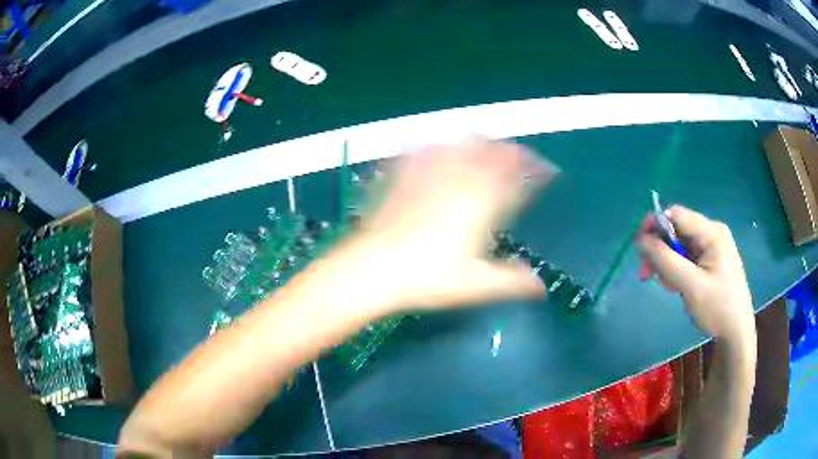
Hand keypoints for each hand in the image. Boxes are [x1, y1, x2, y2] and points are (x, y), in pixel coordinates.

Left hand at [327, 139, 558, 313]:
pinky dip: (437, 147)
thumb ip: (512, 282)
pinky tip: (437, 147)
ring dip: (478, 144)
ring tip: (485, 146)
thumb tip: (540, 287)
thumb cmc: (428, 279)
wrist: (373, 269)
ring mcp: (428, 175)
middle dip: (508, 151)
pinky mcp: (403, 177)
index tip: (545, 168)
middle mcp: (458, 182)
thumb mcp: (477, 286)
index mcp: (482, 204)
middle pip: (490, 153)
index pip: (515, 176)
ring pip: (460, 146)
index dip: (534, 168)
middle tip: (517, 156)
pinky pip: (424, 151)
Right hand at [637, 206, 754, 343]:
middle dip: (660, 251)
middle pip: (677, 231)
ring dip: (668, 264)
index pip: (676, 214)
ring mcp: (713, 247)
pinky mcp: (712, 260)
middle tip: (646, 276)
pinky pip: (688, 257)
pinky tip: (677, 286)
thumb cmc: (717, 308)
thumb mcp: (690, 285)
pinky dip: (678, 270)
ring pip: (681, 246)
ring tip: (669, 287)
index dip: (654, 225)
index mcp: (711, 232)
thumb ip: (666, 260)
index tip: (638, 248)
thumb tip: (641, 239)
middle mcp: (712, 233)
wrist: (737, 332)